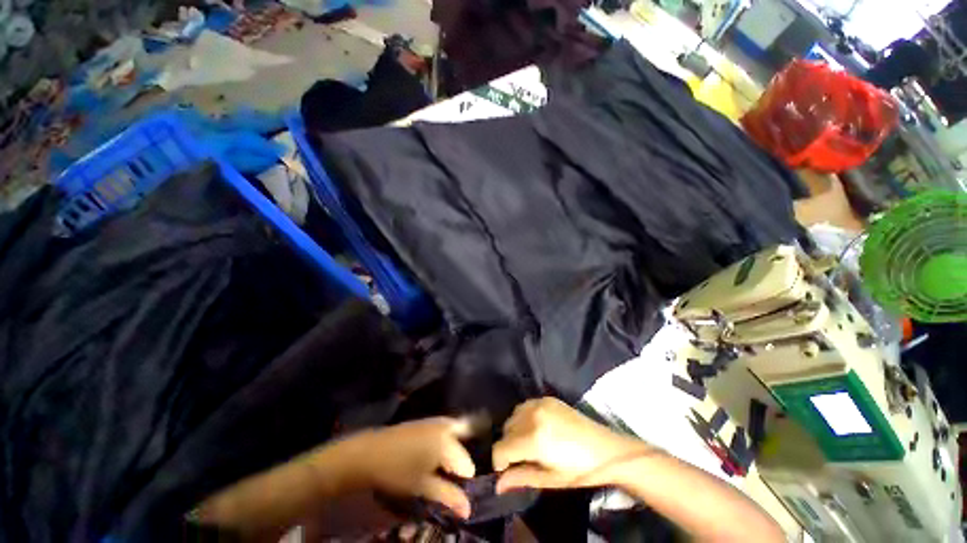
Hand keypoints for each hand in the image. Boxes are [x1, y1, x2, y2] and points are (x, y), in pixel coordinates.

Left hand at [325, 417, 475, 518]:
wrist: (370, 452)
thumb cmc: (397, 472)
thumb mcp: (423, 487)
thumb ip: (448, 496)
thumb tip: (468, 510)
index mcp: (448, 443)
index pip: (468, 466)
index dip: (463, 483)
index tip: (451, 493)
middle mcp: (446, 427)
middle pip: (463, 449)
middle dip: (458, 467)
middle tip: (445, 482)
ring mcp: (437, 421)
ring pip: (456, 438)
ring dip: (452, 456)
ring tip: (439, 471)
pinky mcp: (428, 420)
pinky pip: (446, 430)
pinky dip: (445, 443)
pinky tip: (433, 457)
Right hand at [492, 398, 650, 492]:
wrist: (605, 449)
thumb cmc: (579, 470)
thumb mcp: (549, 479)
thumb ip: (520, 478)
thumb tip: (497, 485)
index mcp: (534, 439)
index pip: (501, 448)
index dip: (499, 462)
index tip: (506, 471)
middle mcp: (533, 416)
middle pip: (505, 430)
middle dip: (508, 446)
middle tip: (521, 460)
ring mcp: (540, 404)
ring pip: (513, 416)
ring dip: (514, 430)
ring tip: (528, 444)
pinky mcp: (547, 398)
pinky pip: (524, 406)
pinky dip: (523, 417)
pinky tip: (536, 428)